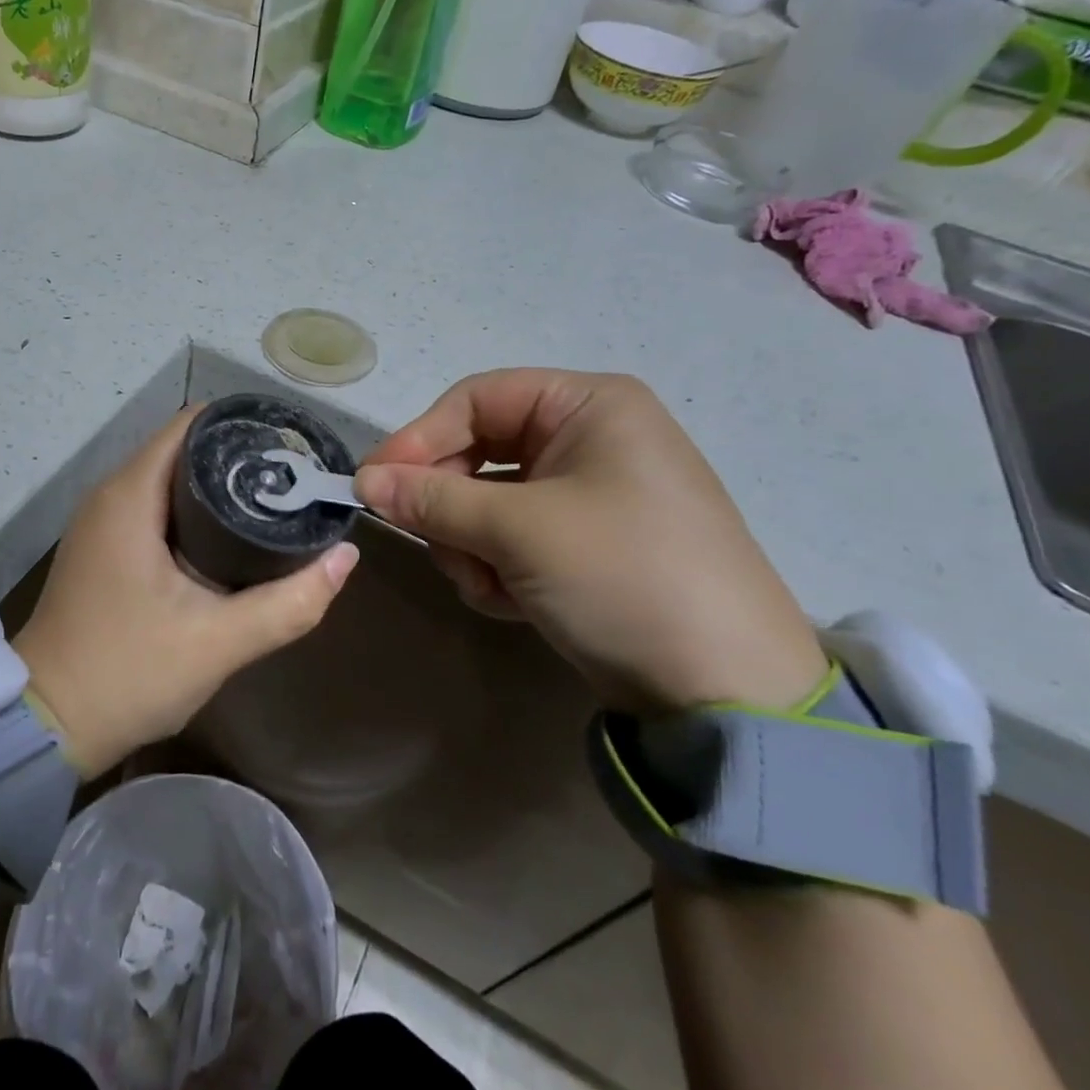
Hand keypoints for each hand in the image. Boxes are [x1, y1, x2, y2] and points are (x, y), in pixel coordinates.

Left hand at [14, 409, 359, 775]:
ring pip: (169, 482)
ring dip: (216, 488)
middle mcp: (111, 496)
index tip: (288, 449)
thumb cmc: (127, 673)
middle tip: (292, 481)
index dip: (241, 427)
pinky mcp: (104, 551)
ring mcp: (103, 524)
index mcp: (130, 496)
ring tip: (273, 503)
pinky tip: (230, 538)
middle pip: (183, 450)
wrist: (46, 726)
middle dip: (237, 459)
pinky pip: (155, 509)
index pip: (190, 426)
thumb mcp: (219, 642)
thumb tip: (346, 557)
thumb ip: (290, 602)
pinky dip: (193, 512)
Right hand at [355, 369, 824, 714]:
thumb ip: (433, 500)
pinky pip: (512, 537)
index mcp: (588, 405)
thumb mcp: (519, 530)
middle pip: (478, 452)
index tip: (371, 483)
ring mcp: (586, 493)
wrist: (725, 689)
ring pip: (487, 501)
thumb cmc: (622, 574)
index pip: (476, 400)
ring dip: (473, 545)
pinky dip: (499, 567)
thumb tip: (364, 481)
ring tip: (490, 586)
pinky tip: (514, 602)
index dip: (419, 438)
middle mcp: (588, 438)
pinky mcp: (582, 543)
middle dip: (452, 506)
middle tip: (433, 544)